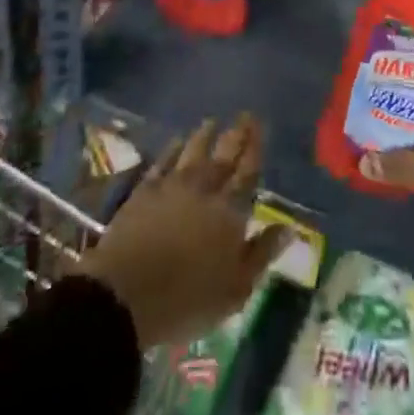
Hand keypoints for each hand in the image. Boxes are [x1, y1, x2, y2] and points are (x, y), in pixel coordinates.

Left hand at [79, 113, 287, 348]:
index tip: (260, 125)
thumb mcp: (235, 289)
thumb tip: (289, 228)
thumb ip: (262, 254)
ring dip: (204, 136)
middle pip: (223, 157)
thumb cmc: (186, 299)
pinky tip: (177, 141)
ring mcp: (172, 187)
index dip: (255, 148)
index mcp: (229, 213)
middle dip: (236, 135)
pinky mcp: (144, 192)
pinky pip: (163, 162)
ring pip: (193, 153)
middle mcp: (204, 191)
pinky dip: (172, 149)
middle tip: (244, 115)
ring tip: (212, 121)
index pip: (247, 173)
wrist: (124, 294)